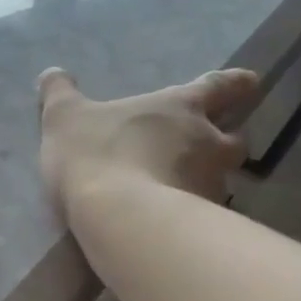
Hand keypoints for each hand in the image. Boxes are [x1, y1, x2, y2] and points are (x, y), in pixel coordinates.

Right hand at [37, 67, 259, 215]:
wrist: (119, 217)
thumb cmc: (96, 154)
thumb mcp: (64, 118)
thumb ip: (59, 94)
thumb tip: (51, 73)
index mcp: (180, 107)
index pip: (219, 86)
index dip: (234, 83)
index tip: (249, 83)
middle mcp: (207, 142)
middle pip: (234, 139)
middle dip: (225, 142)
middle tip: (208, 151)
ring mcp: (210, 185)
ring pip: (221, 180)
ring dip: (206, 183)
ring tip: (181, 196)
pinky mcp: (203, 224)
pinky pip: (203, 217)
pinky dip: (191, 218)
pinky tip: (169, 227)